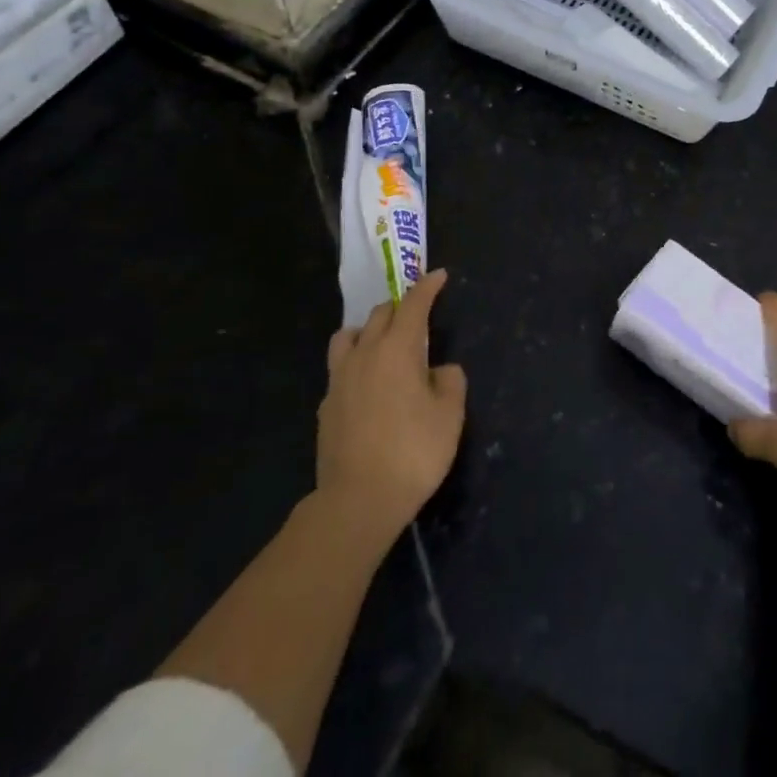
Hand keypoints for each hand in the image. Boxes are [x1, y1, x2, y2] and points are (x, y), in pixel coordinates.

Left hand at [317, 269, 466, 545]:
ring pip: (349, 336)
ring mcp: (339, 379)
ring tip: (383, 344)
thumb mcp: (450, 415)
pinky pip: (340, 368)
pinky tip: (368, 385)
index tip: (438, 275)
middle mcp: (364, 354)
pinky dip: (356, 363)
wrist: (357, 501)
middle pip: (380, 314)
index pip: (413, 304)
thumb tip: (438, 371)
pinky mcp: (326, 406)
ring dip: (369, 330)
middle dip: (400, 307)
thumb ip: (449, 381)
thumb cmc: (413, 452)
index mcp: (397, 349)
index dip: (427, 287)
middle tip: (417, 317)